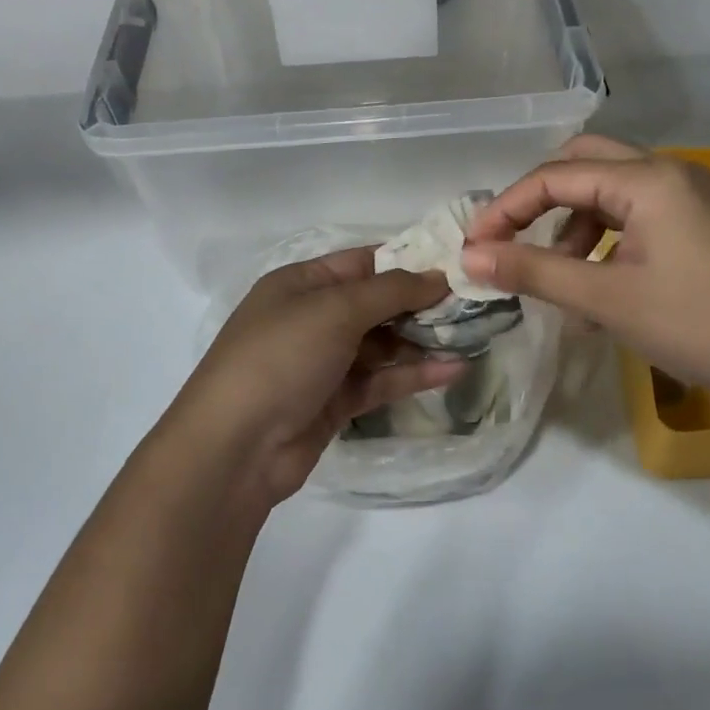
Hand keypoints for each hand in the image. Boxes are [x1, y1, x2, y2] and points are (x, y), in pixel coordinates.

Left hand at [160, 248, 464, 504]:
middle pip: (376, 303)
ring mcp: (323, 362)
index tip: (457, 263)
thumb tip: (437, 276)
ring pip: (382, 344)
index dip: (408, 261)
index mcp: (302, 284)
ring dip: (423, 341)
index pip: (363, 262)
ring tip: (473, 335)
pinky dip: (413, 375)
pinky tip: (453, 370)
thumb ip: (390, 291)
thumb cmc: (281, 358)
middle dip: (422, 303)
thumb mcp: (334, 310)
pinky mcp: (335, 402)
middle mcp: (312, 318)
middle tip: (474, 302)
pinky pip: (380, 380)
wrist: (235, 448)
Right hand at [461, 136, 709, 414]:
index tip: (474, 246)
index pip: (554, 176)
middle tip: (511, 240)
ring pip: (609, 189)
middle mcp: (668, 171)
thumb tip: (470, 258)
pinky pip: (636, 214)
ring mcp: (689, 195)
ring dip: (573, 224)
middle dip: (539, 201)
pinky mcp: (701, 221)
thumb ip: (533, 272)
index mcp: (646, 179)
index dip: (506, 209)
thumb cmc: (699, 324)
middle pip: (583, 164)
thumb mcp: (606, 299)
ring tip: (559, 276)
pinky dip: (605, 238)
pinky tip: (599, 286)